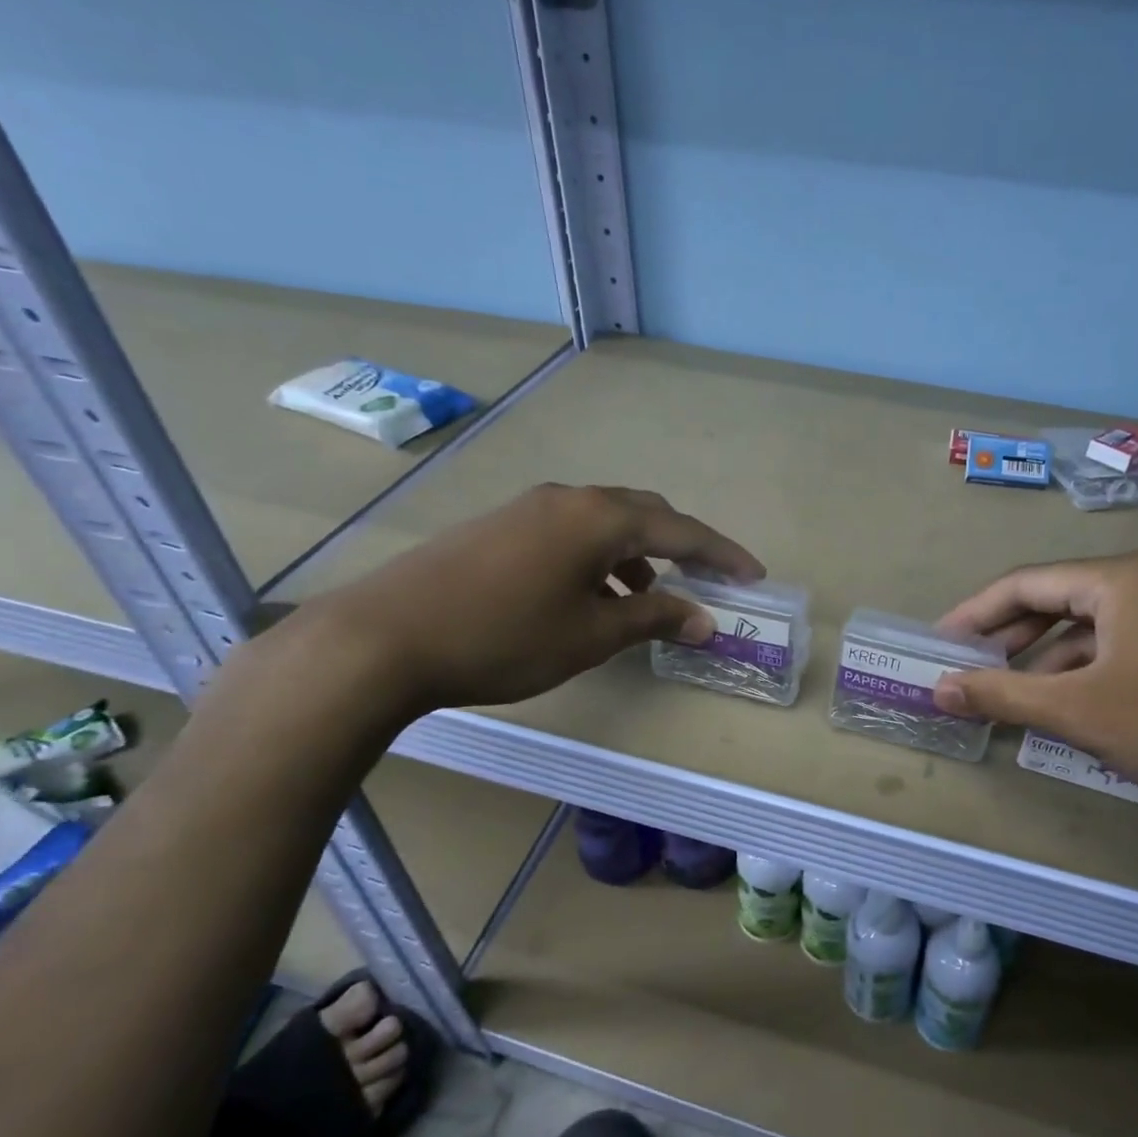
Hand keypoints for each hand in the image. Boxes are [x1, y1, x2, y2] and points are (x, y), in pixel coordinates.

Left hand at [306, 483, 763, 714]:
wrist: (384, 637)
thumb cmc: (504, 637)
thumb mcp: (591, 634)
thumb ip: (654, 620)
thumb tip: (704, 619)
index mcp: (599, 518)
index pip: (681, 530)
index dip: (722, 554)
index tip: (753, 575)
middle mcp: (569, 499)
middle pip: (644, 512)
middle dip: (681, 546)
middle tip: (706, 579)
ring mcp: (529, 508)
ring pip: (604, 522)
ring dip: (637, 555)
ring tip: (645, 599)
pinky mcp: (500, 525)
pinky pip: (570, 532)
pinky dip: (598, 558)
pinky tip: (588, 595)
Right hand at [933, 552, 1137, 836]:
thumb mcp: (1080, 712)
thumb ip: (1002, 694)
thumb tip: (939, 688)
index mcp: (1121, 578)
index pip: (1025, 584)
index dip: (974, 614)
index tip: (939, 643)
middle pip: (1059, 600)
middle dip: (1010, 637)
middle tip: (969, 670)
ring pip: (1095, 627)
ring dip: (1049, 660)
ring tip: (1014, 696)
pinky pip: (1127, 646)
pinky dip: (1091, 672)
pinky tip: (1076, 707)